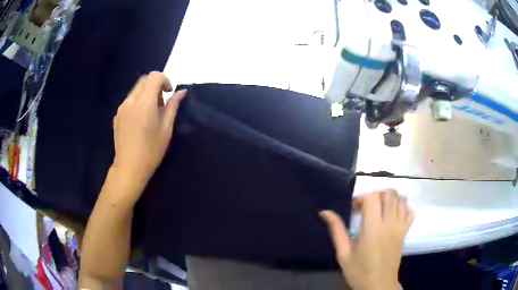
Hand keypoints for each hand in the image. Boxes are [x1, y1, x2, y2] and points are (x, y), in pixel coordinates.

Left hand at [112, 72, 186, 195]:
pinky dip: (138, 102)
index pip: (154, 76)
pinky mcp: (117, 115)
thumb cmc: (151, 150)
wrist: (129, 168)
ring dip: (146, 93)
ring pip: (136, 90)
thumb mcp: (166, 128)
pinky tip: (140, 121)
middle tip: (161, 105)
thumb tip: (181, 91)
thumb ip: (173, 106)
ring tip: (150, 114)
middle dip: (155, 86)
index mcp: (144, 102)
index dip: (165, 80)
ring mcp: (121, 108)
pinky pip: (129, 100)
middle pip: (144, 80)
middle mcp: (130, 101)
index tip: (168, 94)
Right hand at [320, 189, 413, 289]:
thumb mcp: (343, 253)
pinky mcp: (406, 232)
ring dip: (389, 198)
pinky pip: (410, 211)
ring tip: (379, 208)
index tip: (355, 209)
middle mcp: (389, 224)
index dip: (361, 198)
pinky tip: (394, 212)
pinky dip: (403, 206)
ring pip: (400, 199)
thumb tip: (324, 212)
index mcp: (372, 229)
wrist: (378, 285)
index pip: (372, 198)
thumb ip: (336, 230)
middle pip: (389, 194)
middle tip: (367, 207)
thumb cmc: (358, 271)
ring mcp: (400, 227)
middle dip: (376, 194)